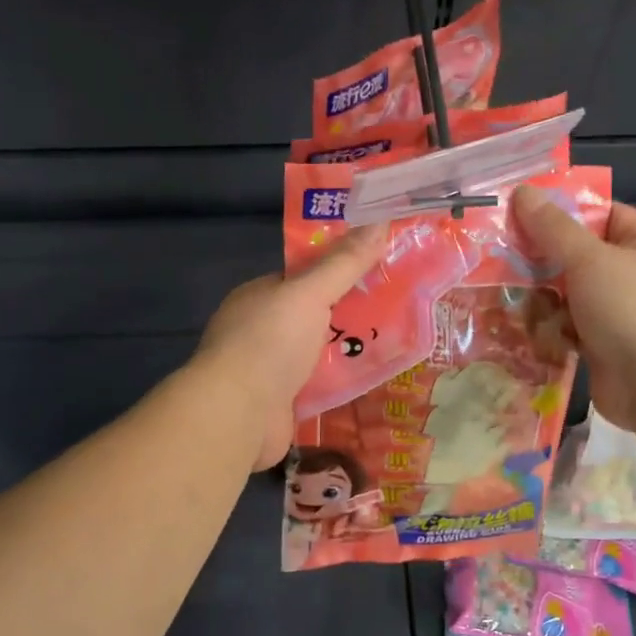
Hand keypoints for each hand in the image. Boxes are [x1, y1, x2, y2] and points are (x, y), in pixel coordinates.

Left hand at [192, 225, 387, 469]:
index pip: (302, 277)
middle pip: (312, 315)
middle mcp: (260, 329)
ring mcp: (268, 369)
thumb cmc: (269, 342)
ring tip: (396, 341)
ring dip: (348, 350)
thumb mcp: (310, 293)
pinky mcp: (281, 403)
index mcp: (259, 296)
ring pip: (317, 353)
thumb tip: (380, 221)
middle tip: (396, 306)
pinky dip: (340, 383)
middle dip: (349, 313)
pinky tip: (373, 379)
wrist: (238, 414)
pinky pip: (317, 386)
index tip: (377, 267)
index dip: (338, 271)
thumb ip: (344, 263)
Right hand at [512, 188, 635, 428]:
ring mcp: (621, 314)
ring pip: (568, 296)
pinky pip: (568, 329)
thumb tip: (523, 191)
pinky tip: (523, 330)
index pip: (601, 215)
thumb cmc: (633, 310)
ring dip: (541, 300)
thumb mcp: (590, 260)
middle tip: (499, 258)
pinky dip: (549, 330)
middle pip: (578, 257)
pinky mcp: (604, 348)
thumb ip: (553, 228)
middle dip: (541, 261)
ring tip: (507, 299)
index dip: (562, 212)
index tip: (518, 214)